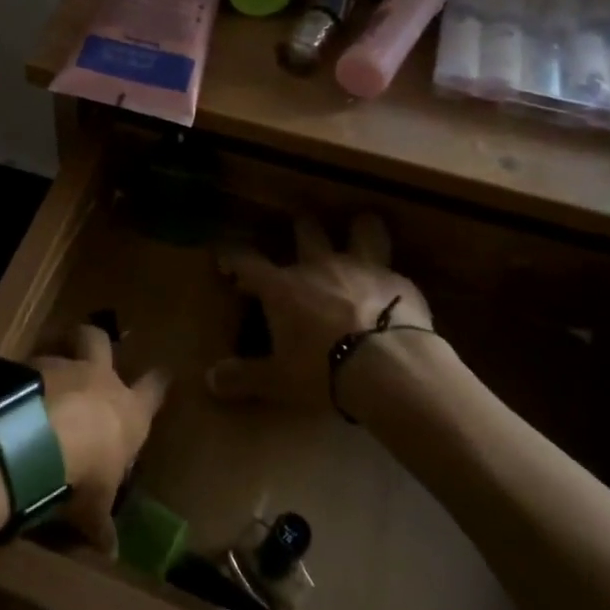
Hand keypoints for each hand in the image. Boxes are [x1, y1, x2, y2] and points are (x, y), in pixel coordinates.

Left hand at [34, 324, 167, 552]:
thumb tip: (112, 552)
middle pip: (100, 341)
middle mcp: (98, 378)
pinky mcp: (28, 366)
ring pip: (61, 349)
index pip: (153, 390)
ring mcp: (62, 367)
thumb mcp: (94, 506)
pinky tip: (14, 396)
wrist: (39, 438)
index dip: (158, 382)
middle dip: (96, 341)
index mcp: (127, 410)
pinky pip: (28, 367)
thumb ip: (102, 524)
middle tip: (87, 346)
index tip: (163, 373)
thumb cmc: (84, 472)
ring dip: (53, 364)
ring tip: (41, 382)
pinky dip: (23, 379)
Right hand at [208, 214, 433, 413]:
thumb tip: (211, 380)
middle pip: (307, 230)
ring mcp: (362, 268)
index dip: (233, 258)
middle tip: (301, 233)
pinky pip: (394, 270)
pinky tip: (396, 293)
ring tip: (361, 233)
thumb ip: (245, 377)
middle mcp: (320, 267)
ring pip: (363, 230)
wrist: (390, 367)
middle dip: (302, 228)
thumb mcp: (279, 381)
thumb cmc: (323, 370)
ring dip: (360, 231)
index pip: (248, 262)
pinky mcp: (399, 282)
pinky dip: (391, 280)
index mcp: (283, 287)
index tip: (226, 259)